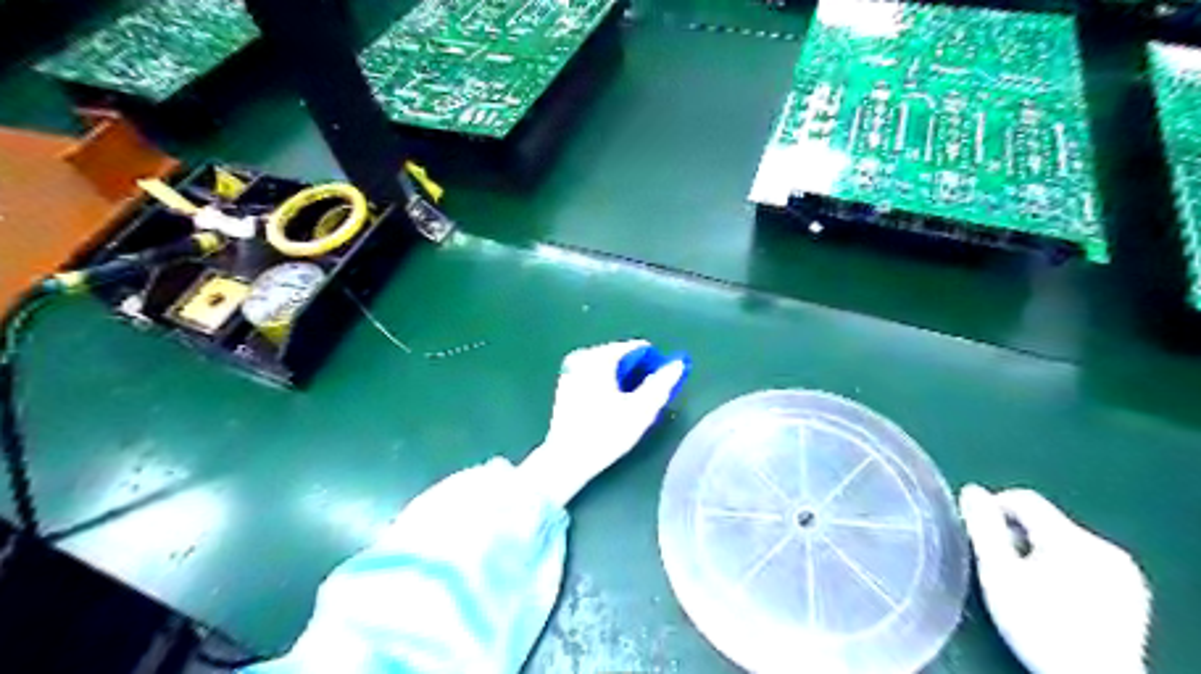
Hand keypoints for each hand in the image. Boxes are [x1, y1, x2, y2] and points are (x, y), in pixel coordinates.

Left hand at [521, 343, 689, 505]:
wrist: (566, 459)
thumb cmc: (606, 434)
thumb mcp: (641, 410)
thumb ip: (662, 383)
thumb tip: (678, 363)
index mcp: (600, 357)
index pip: (638, 348)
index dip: (654, 365)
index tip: (659, 388)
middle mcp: (583, 356)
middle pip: (622, 356)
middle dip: (638, 373)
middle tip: (645, 400)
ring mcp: (571, 368)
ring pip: (609, 366)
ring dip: (623, 380)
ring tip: (629, 406)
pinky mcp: (565, 383)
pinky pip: (595, 375)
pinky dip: (607, 384)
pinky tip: (610, 408)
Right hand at [964, 485, 1148, 673]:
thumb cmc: (1038, 625)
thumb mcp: (998, 574)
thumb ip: (984, 528)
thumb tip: (972, 491)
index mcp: (1070, 538)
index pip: (1023, 499)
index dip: (994, 509)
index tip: (979, 534)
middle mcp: (1102, 547)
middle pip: (1045, 522)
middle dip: (1018, 537)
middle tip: (1001, 567)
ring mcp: (1123, 570)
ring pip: (1065, 542)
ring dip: (1041, 553)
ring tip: (1027, 585)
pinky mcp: (1132, 592)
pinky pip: (1088, 563)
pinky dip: (1066, 570)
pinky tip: (1057, 598)